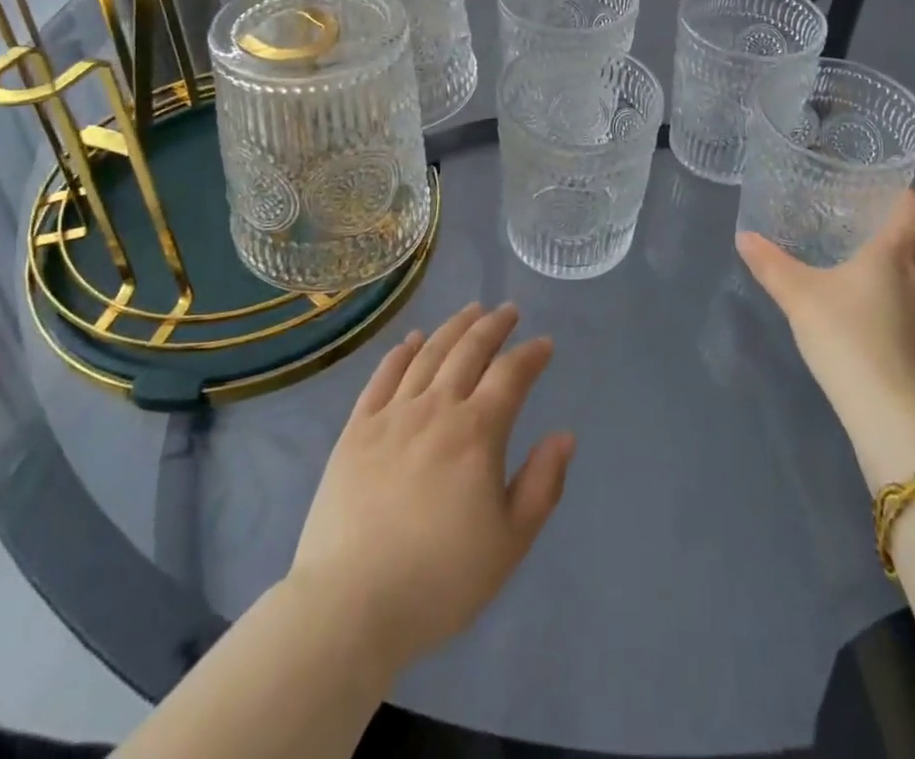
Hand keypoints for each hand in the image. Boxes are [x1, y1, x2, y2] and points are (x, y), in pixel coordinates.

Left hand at [291, 304, 574, 669]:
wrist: (350, 605)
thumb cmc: (439, 580)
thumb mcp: (509, 543)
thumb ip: (542, 484)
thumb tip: (564, 436)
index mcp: (477, 432)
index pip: (511, 375)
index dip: (531, 355)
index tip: (544, 344)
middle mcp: (436, 408)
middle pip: (469, 350)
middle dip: (493, 325)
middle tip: (507, 310)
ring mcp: (392, 414)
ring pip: (428, 353)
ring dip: (453, 327)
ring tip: (470, 311)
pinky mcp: (357, 428)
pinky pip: (383, 376)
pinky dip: (401, 352)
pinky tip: (412, 340)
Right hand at [736, 192, 914, 486]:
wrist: (890, 408)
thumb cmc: (845, 335)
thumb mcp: (797, 295)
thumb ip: (771, 264)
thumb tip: (744, 237)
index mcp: (896, 253)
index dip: (905, 198)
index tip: (884, 197)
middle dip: (906, 242)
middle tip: (874, 246)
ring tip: (900, 287)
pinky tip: (906, 330)